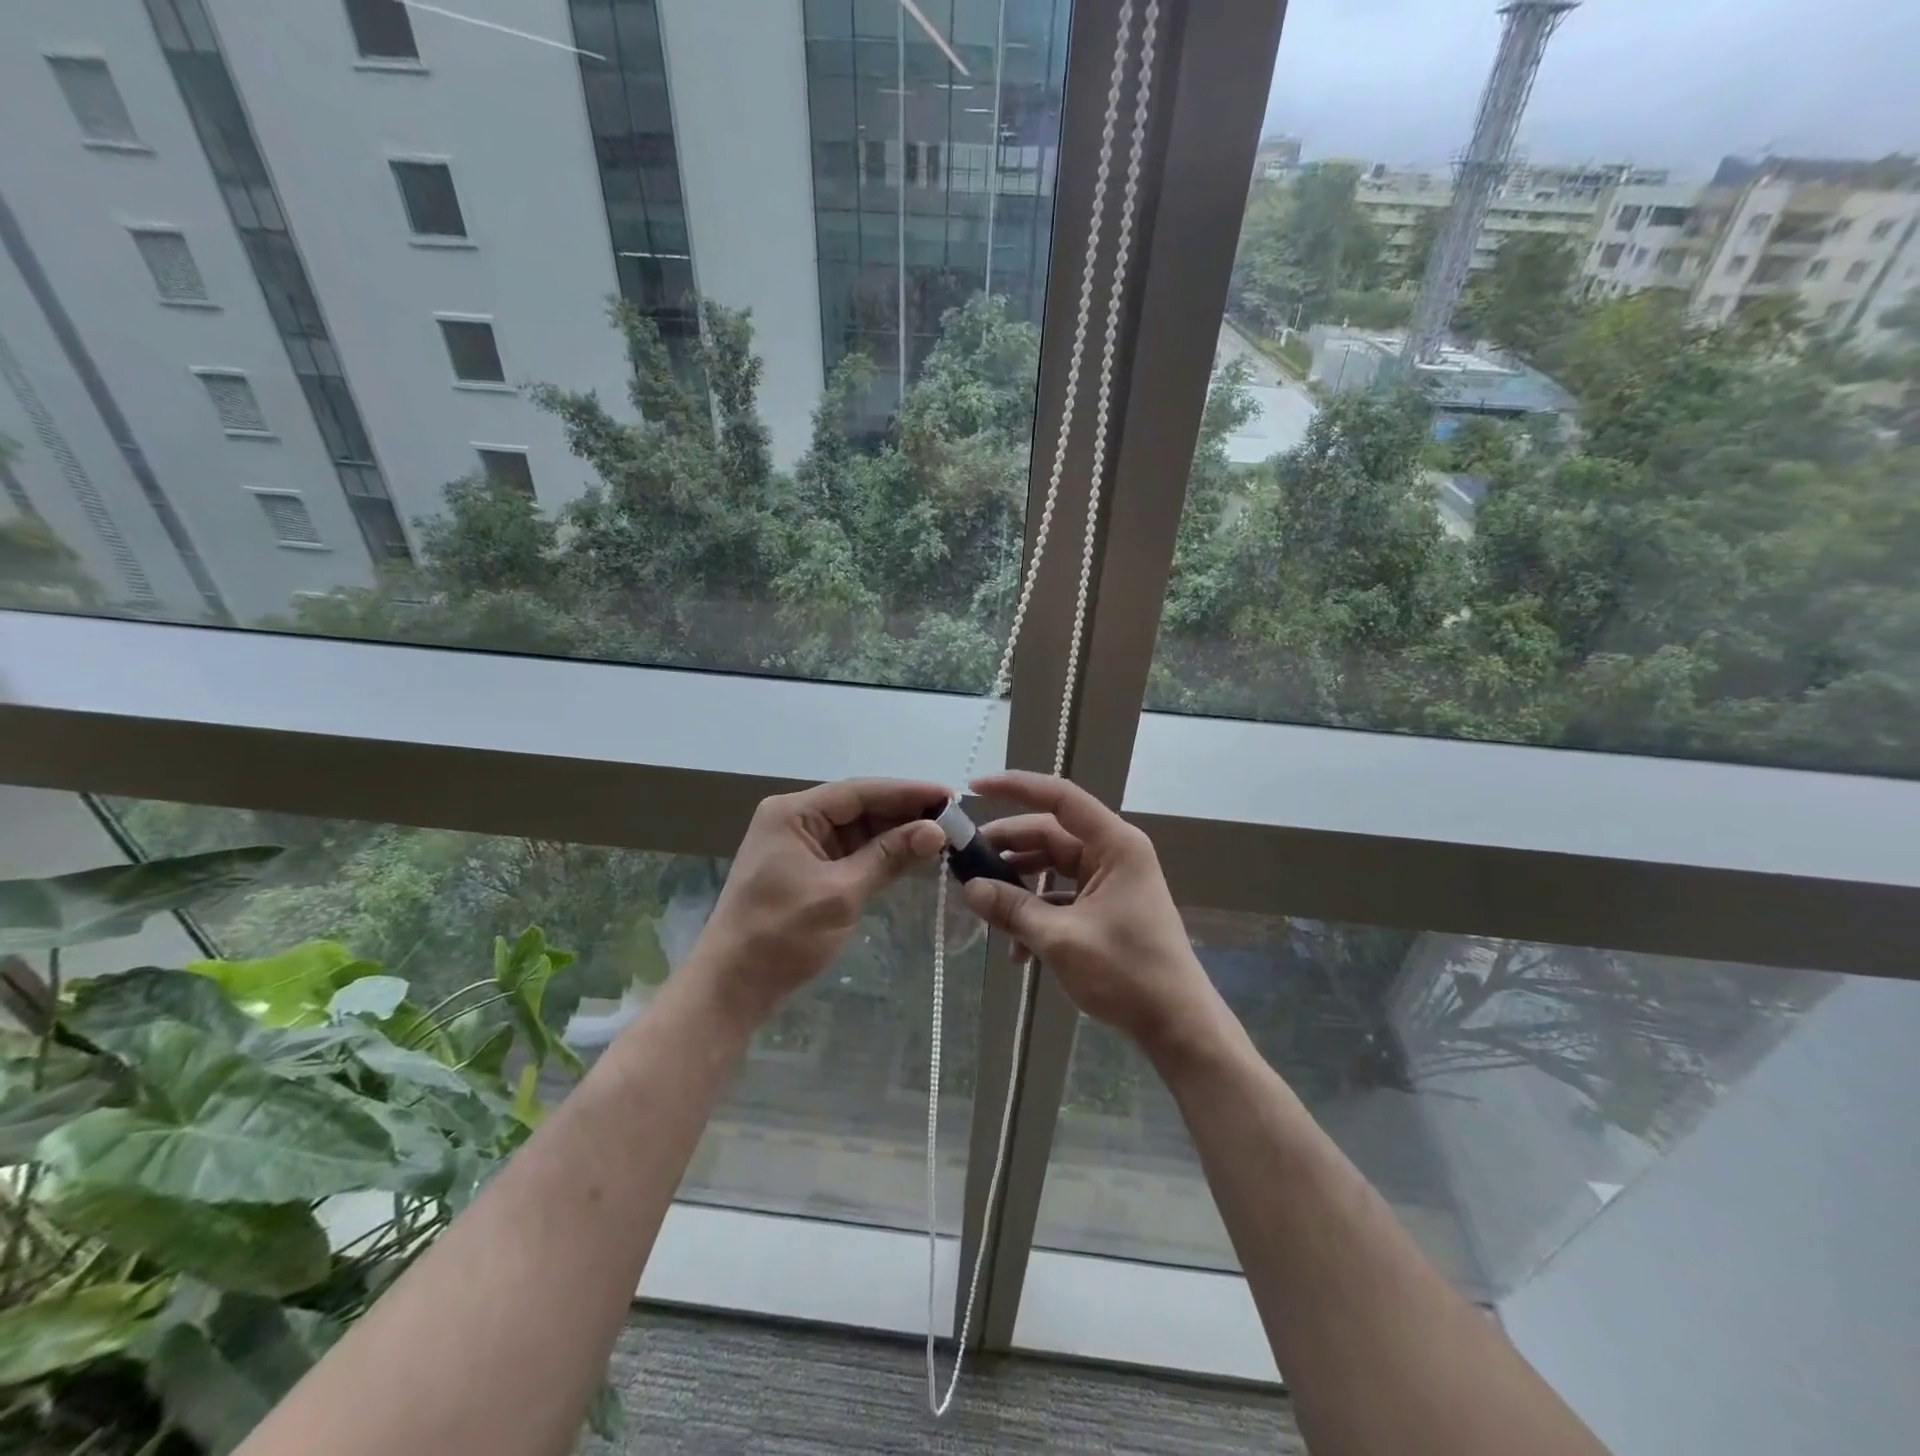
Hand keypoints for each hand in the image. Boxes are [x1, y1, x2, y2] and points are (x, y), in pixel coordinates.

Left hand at [695, 778, 948, 1022]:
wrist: (732, 986)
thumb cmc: (781, 934)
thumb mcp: (840, 893)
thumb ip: (888, 857)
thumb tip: (936, 830)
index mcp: (794, 813)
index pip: (860, 791)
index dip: (907, 792)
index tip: (949, 796)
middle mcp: (796, 820)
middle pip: (860, 807)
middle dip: (905, 813)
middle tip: (953, 819)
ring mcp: (801, 845)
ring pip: (859, 829)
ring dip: (896, 833)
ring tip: (942, 836)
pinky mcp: (807, 870)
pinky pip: (851, 852)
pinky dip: (881, 854)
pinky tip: (913, 855)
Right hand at [961, 771, 1217, 1050]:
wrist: (1177, 1025)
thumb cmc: (1127, 972)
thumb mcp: (1061, 939)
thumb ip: (1012, 909)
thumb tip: (969, 888)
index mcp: (1114, 845)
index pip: (1060, 798)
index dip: (1016, 788)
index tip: (975, 788)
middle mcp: (1113, 854)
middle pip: (1049, 835)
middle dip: (1007, 849)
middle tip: (964, 861)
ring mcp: (1110, 882)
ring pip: (1051, 868)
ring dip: (1018, 887)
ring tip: (982, 906)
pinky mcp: (1105, 908)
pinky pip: (1061, 897)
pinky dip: (1037, 914)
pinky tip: (1015, 949)